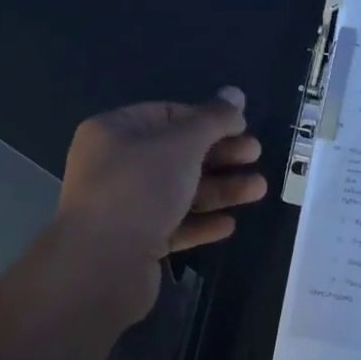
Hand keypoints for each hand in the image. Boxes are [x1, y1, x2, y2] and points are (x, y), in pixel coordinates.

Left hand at [56, 88, 267, 322]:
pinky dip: (200, 222)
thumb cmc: (141, 187)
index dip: (207, 118)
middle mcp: (114, 165)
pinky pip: (172, 225)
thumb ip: (213, 118)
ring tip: (259, 189)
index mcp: (115, 131)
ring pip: (179, 190)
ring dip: (219, 189)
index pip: (168, 114)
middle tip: (256, 155)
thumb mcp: (184, 143)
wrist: (101, 266)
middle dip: (220, 154)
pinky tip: (229, 225)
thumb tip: (235, 93)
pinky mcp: (132, 243)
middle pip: (177, 153)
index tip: (242, 126)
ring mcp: (122, 207)